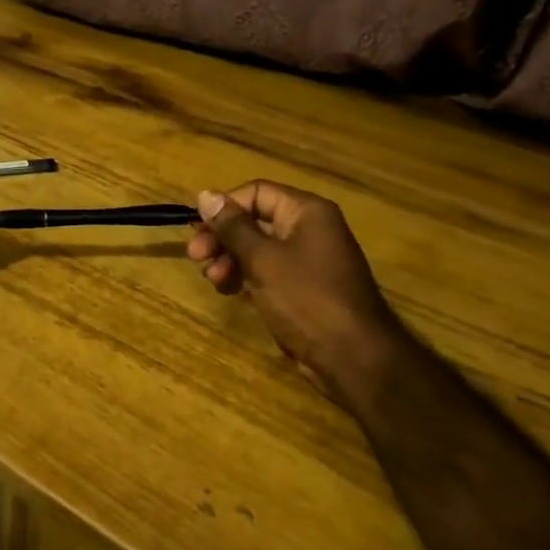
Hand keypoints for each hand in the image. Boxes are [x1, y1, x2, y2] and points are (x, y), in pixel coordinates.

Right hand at [188, 180, 408, 401]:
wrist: (354, 358)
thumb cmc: (307, 299)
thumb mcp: (263, 259)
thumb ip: (232, 226)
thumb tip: (205, 194)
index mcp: (307, 212)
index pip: (256, 192)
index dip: (225, 207)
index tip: (197, 229)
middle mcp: (309, 229)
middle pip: (255, 220)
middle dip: (222, 237)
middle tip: (196, 257)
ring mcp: (308, 260)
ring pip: (257, 248)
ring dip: (229, 259)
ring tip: (213, 280)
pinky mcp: (303, 288)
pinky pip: (267, 271)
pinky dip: (245, 277)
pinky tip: (229, 291)